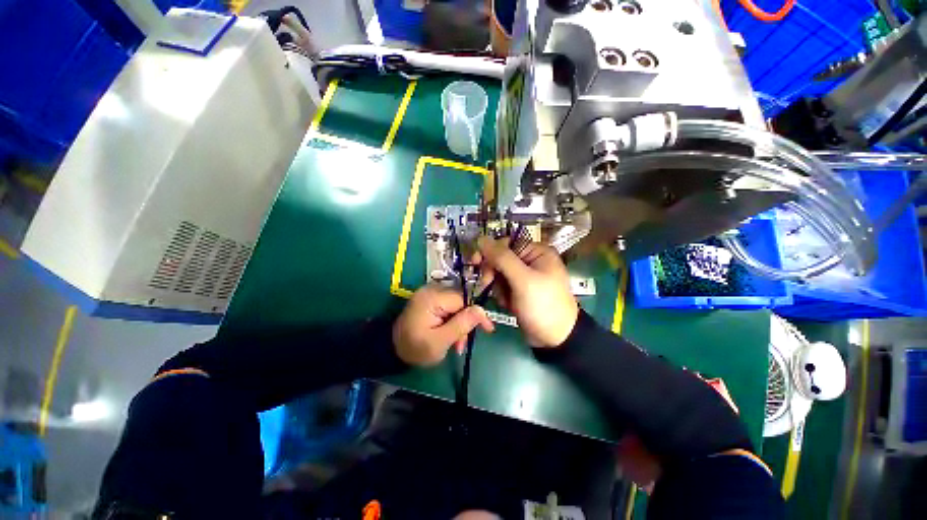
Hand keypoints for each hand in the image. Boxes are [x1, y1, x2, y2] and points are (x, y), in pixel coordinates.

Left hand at [393, 285, 494, 366]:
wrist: (392, 350)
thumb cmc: (415, 348)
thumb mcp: (439, 342)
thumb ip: (461, 325)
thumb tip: (481, 310)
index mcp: (432, 298)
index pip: (463, 299)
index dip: (476, 314)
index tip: (488, 328)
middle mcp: (431, 290)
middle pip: (461, 302)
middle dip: (465, 323)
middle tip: (461, 343)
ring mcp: (430, 294)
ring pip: (456, 305)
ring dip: (459, 324)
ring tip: (455, 343)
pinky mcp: (430, 300)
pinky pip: (449, 307)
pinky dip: (452, 321)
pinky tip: (450, 335)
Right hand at [476, 236, 578, 347]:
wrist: (555, 339)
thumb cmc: (543, 305)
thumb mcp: (523, 280)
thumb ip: (502, 258)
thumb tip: (481, 239)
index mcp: (537, 252)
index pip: (506, 243)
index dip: (490, 251)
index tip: (475, 262)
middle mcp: (531, 261)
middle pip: (501, 258)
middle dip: (493, 272)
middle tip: (487, 284)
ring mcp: (525, 276)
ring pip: (499, 273)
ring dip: (497, 286)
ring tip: (505, 299)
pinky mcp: (520, 290)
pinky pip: (502, 286)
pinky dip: (501, 294)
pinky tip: (508, 304)